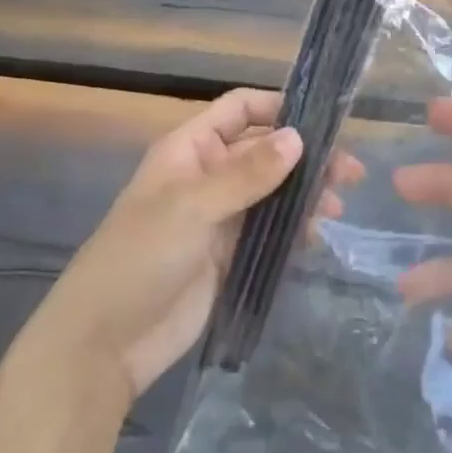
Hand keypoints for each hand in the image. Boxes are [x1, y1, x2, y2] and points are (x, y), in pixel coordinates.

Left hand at [34, 87, 363, 399]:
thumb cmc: (141, 256)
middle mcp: (209, 174)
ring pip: (272, 190)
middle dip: (304, 155)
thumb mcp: (192, 206)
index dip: (277, 107)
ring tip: (335, 207)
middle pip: (264, 150)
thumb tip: (299, 138)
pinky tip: (317, 236)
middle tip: (347, 172)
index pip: (240, 109)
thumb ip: (248, 173)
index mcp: (191, 148)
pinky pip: (270, 229)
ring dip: (305, 192)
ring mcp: (220, 216)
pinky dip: (294, 228)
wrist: (104, 344)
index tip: (322, 120)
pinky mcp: (230, 254)